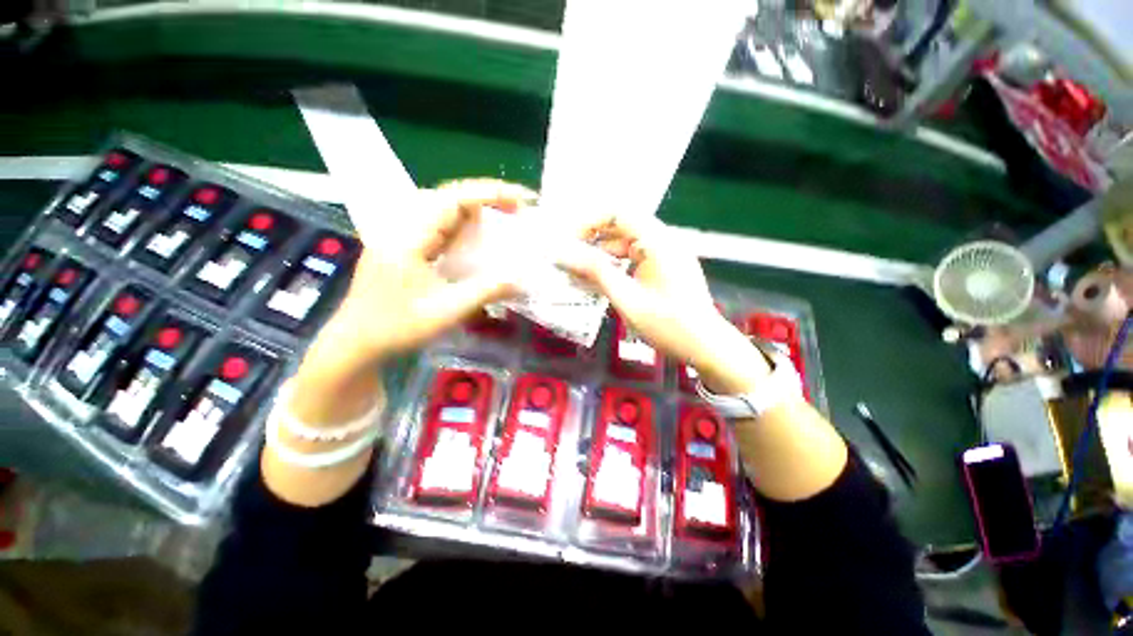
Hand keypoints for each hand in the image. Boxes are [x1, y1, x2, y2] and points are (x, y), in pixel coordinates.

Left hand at [326, 179, 535, 361]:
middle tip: (517, 210)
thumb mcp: (447, 311)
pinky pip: (436, 225)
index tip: (520, 199)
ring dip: (473, 211)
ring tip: (501, 220)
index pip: (453, 199)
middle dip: (485, 199)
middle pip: (447, 197)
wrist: (356, 343)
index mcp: (409, 237)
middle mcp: (401, 227)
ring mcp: (399, 235)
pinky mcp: (401, 246)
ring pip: (441, 209)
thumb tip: (522, 281)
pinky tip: (474, 239)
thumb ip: (486, 291)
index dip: (489, 193)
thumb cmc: (397, 328)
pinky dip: (461, 226)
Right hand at [557, 214, 769, 393]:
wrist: (707, 347)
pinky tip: (603, 282)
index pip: (618, 214)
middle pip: (622, 228)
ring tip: (581, 274)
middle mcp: (664, 241)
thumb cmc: (668, 325)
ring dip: (605, 256)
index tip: (569, 241)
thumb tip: (566, 255)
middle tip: (571, 259)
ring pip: (628, 245)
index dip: (590, 223)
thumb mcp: (627, 299)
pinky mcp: (667, 268)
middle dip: (594, 241)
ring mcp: (668, 255)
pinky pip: (637, 259)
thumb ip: (597, 273)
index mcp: (658, 242)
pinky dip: (618, 266)